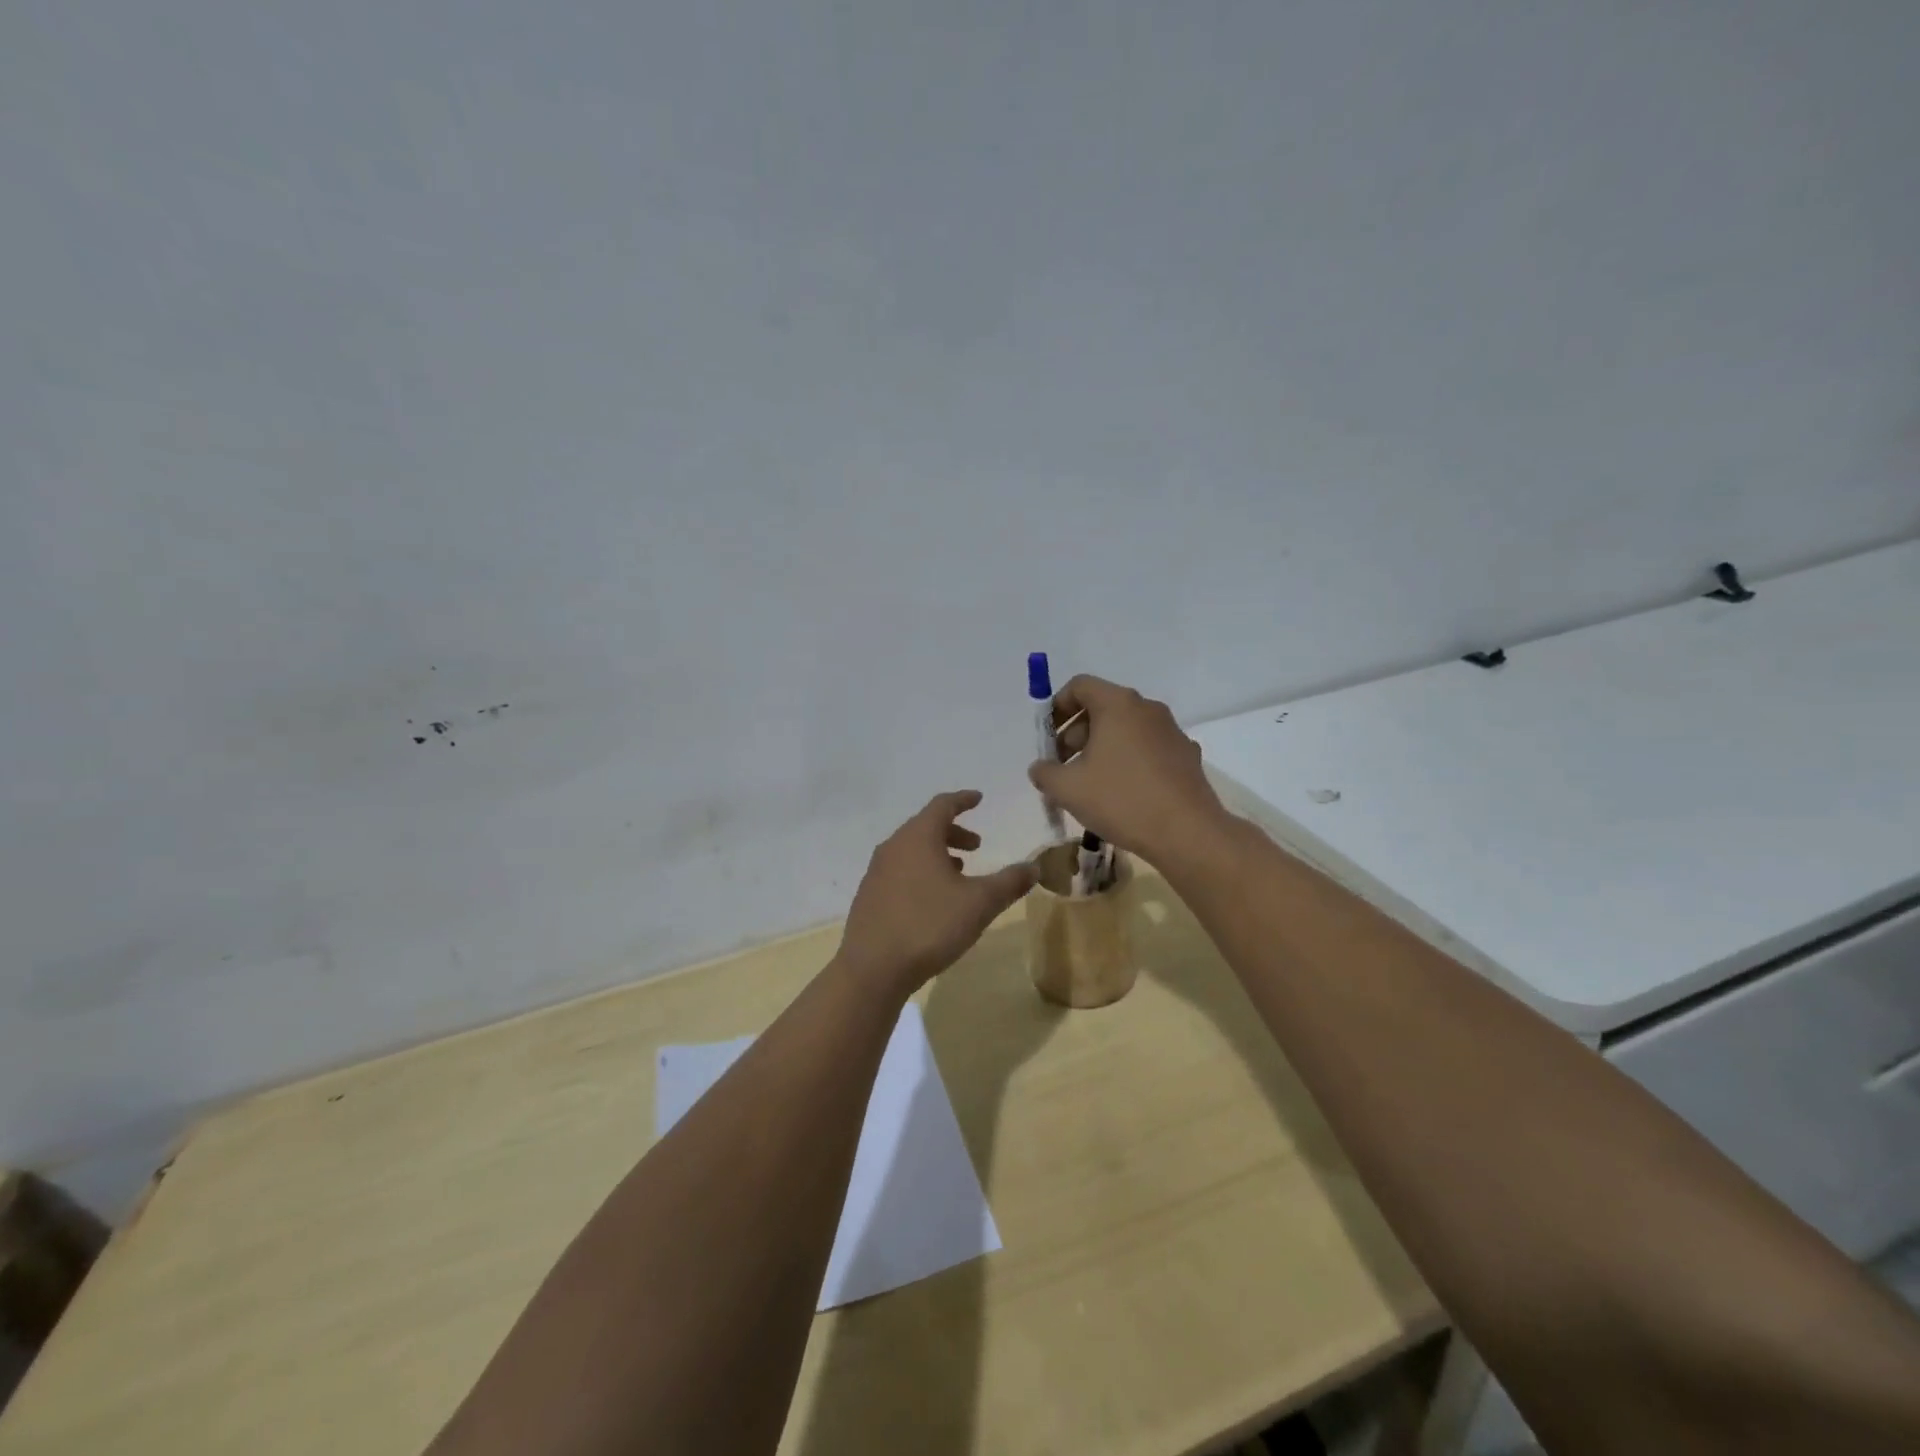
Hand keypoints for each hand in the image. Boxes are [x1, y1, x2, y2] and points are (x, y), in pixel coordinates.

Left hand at [837, 791, 1036, 995]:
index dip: (963, 800)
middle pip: (925, 827)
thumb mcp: (979, 903)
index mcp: (918, 837)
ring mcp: (876, 871)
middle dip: (954, 832)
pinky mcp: (869, 895)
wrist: (873, 968)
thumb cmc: (929, 925)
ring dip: (937, 853)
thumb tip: (1034, 866)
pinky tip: (932, 898)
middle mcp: (893, 846)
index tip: (978, 798)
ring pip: (911, 850)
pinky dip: (920, 871)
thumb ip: (1009, 882)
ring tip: (959, 872)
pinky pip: (899, 870)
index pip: (942, 805)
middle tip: (977, 846)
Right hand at [1028, 675, 1230, 862]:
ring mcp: (1172, 732)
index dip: (1056, 707)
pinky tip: (1123, 794)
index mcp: (1118, 704)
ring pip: (1126, 729)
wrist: (1187, 833)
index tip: (1047, 738)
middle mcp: (1148, 709)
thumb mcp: (1067, 788)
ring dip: (1101, 748)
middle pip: (1103, 707)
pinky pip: (1147, 749)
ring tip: (1090, 784)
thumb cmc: (1121, 800)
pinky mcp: (1186, 756)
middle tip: (1063, 766)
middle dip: (1076, 733)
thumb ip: (1044, 772)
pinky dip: (1128, 761)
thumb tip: (1041, 768)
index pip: (1080, 686)